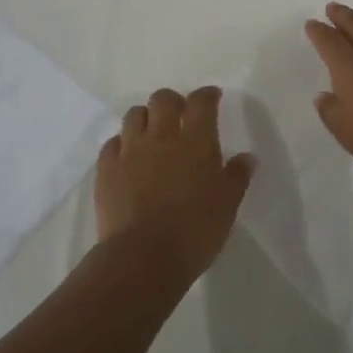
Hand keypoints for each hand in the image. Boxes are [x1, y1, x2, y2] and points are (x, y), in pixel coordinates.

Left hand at [94, 86, 255, 276]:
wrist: (143, 257)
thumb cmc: (195, 230)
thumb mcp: (228, 205)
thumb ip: (237, 176)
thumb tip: (247, 157)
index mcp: (196, 140)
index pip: (201, 102)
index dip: (207, 95)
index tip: (213, 98)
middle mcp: (161, 136)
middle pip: (163, 99)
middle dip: (173, 101)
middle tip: (181, 115)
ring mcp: (130, 150)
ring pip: (134, 115)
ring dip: (145, 118)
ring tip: (152, 134)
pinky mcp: (106, 169)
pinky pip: (112, 143)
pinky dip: (122, 144)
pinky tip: (128, 157)